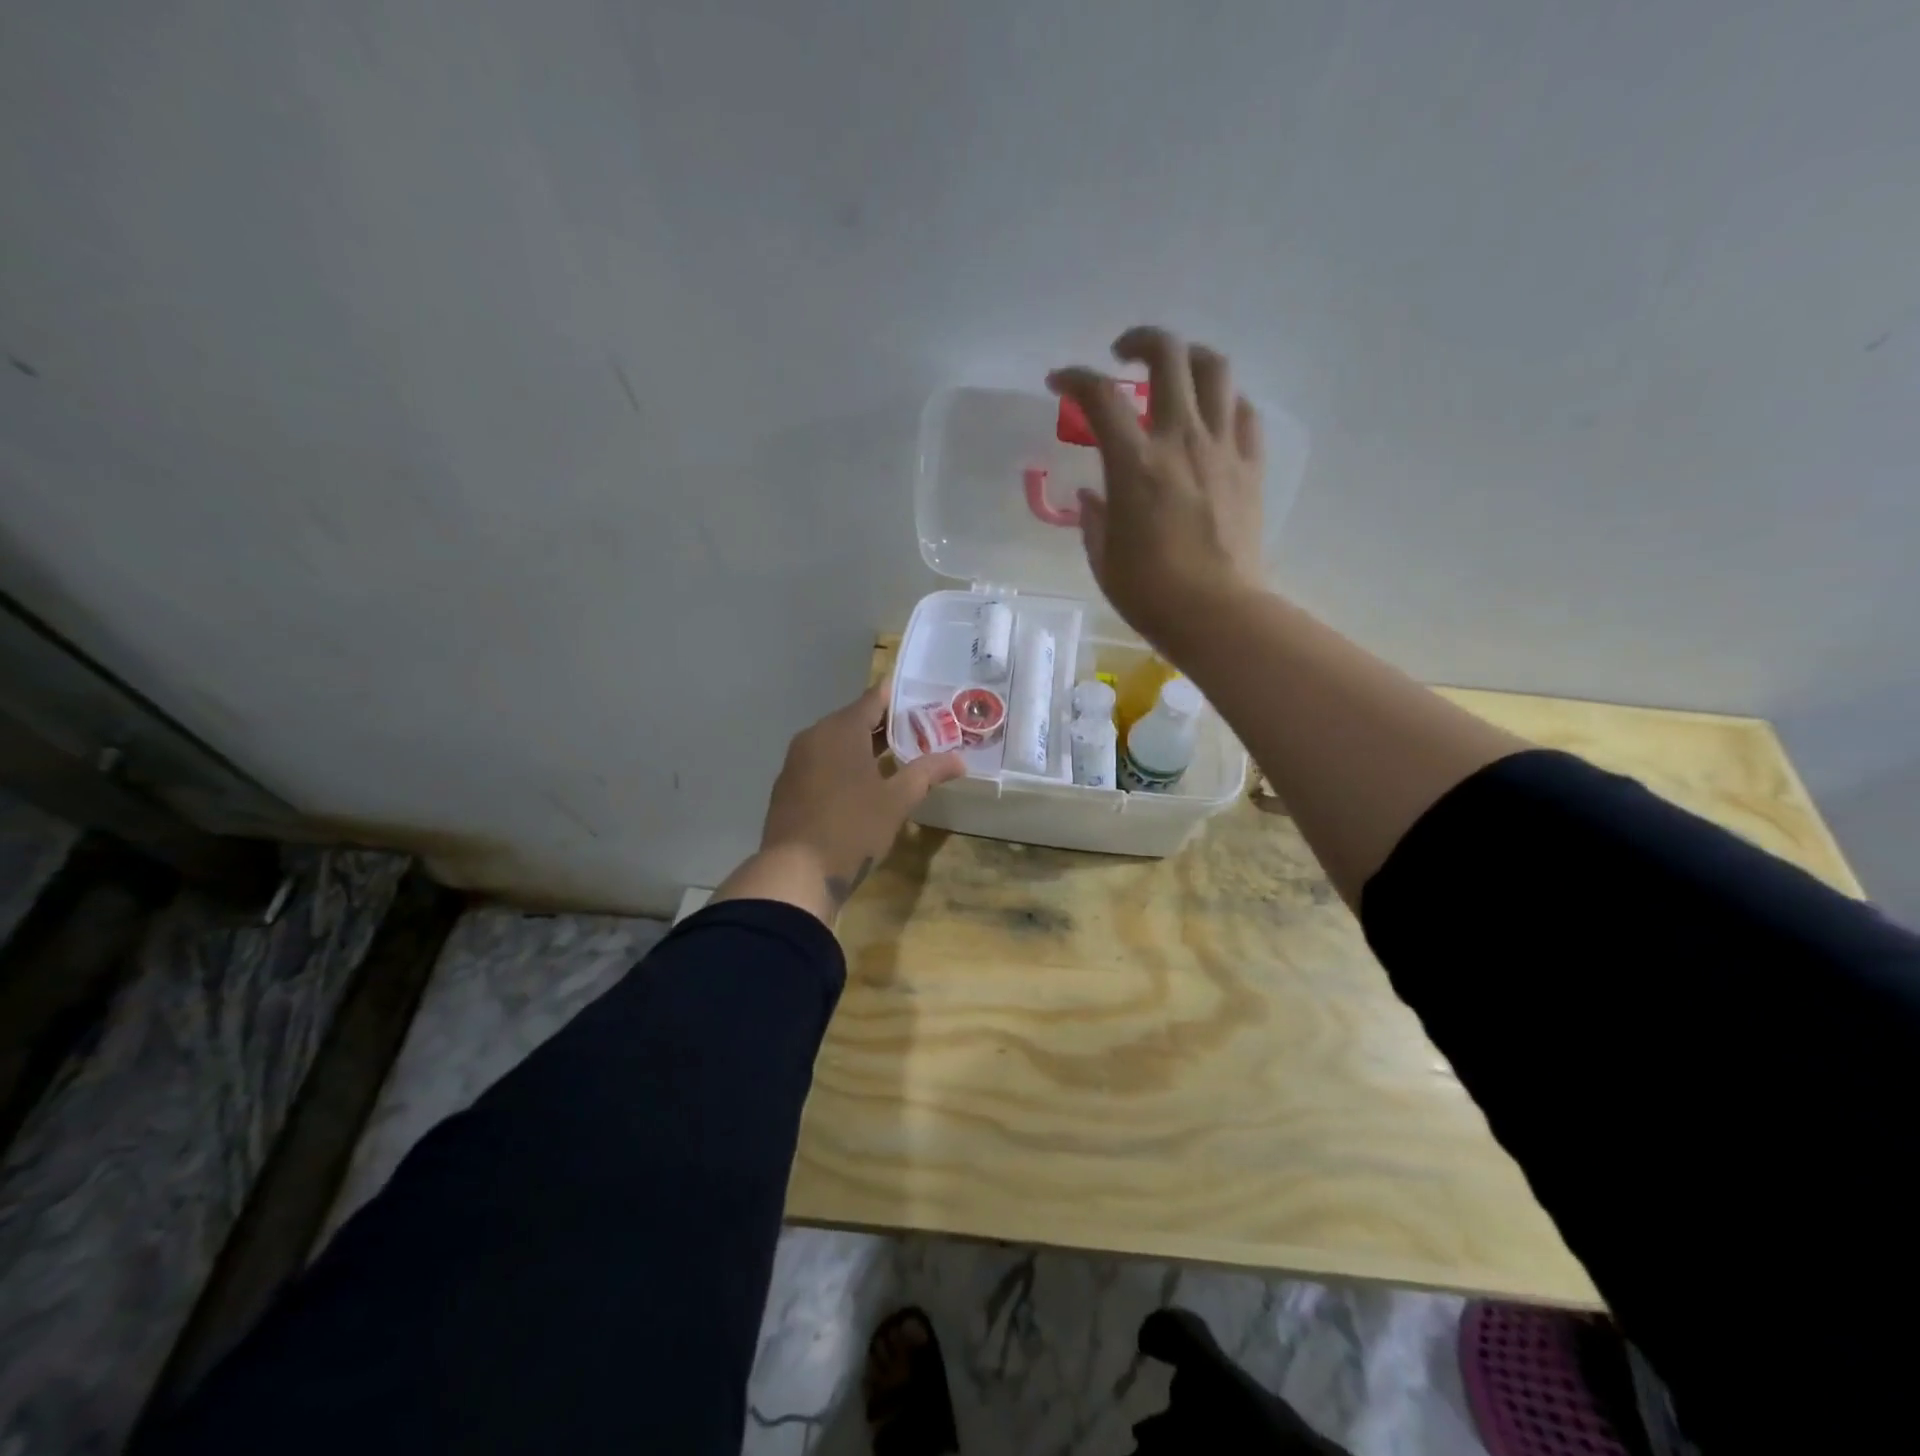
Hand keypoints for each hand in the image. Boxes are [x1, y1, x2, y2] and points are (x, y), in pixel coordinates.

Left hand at [712, 681, 964, 923]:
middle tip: (922, 733)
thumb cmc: (852, 828)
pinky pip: (822, 764)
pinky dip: (845, 766)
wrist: (795, 873)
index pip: (874, 699)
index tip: (926, 702)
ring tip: (899, 759)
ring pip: (837, 744)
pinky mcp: (788, 787)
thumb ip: (927, 773)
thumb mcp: (897, 801)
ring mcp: (796, 762)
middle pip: (855, 720)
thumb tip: (959, 760)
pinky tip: (864, 786)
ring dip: (866, 748)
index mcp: (840, 730)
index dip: (901, 699)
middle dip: (888, 726)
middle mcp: (814, 736)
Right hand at [1048, 327, 1265, 651]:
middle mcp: (1180, 441)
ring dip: (1190, 358)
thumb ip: (1094, 518)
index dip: (1075, 377)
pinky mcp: (1251, 467)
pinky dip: (1224, 402)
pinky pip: (1244, 413)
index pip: (1100, 397)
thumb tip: (1095, 496)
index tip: (1060, 381)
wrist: (1217, 614)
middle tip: (1123, 356)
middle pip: (1169, 357)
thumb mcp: (1104, 558)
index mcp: (1135, 464)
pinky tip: (1211, 416)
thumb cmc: (1149, 593)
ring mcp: (1222, 450)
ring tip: (1174, 373)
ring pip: (1215, 370)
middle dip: (1141, 341)